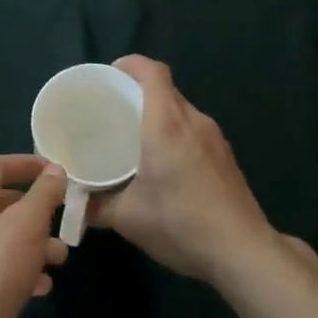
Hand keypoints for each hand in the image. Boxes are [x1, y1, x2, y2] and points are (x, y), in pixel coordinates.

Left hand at [0, 156, 68, 317]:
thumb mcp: (25, 225)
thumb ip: (43, 194)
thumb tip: (55, 170)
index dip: (26, 163)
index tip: (57, 170)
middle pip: (2, 202)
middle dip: (36, 209)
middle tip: (64, 216)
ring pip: (6, 238)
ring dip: (35, 243)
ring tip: (61, 257)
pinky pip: (2, 269)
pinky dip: (25, 271)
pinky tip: (44, 286)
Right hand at [91, 56, 281, 285]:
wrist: (244, 253)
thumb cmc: (181, 223)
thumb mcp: (128, 219)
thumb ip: (95, 207)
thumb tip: (73, 202)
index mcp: (166, 124)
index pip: (153, 72)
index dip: (131, 64)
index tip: (110, 74)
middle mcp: (193, 121)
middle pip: (166, 89)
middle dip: (139, 91)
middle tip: (114, 109)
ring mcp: (215, 139)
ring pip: (183, 110)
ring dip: (161, 114)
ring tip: (137, 135)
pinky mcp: (227, 158)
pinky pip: (196, 130)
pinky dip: (178, 133)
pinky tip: (167, 163)